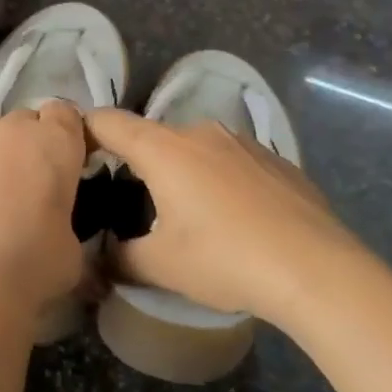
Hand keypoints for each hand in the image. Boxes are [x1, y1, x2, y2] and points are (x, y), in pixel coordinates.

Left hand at [0, 104, 87, 321]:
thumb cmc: (34, 264)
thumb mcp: (74, 249)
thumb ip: (69, 223)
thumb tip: (59, 232)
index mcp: (54, 142)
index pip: (67, 112)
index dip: (70, 134)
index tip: (73, 162)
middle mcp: (11, 133)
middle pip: (27, 118)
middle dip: (34, 140)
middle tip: (39, 181)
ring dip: (0, 150)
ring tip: (4, 191)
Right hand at [83, 111, 370, 321]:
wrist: (318, 269)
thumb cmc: (226, 259)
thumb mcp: (162, 267)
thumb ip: (120, 258)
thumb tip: (102, 259)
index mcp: (163, 149)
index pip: (108, 121)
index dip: (84, 128)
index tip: (73, 147)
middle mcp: (200, 132)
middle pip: (154, 137)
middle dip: (139, 162)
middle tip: (135, 200)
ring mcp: (243, 142)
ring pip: (196, 148)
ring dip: (184, 171)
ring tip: (191, 214)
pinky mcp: (276, 159)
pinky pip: (233, 162)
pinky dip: (223, 180)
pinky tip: (238, 219)